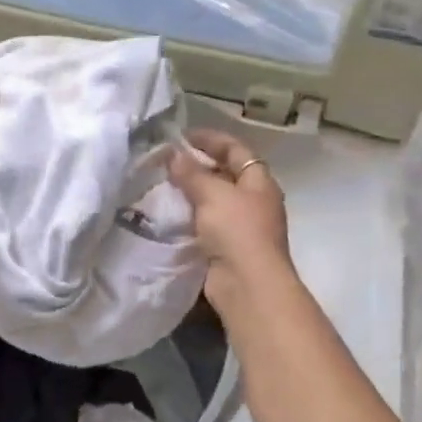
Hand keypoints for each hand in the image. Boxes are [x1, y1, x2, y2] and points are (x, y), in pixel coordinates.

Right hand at [168, 128, 292, 312]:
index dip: (211, 139)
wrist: (247, 285)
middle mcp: (254, 201)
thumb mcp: (212, 194)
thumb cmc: (237, 231)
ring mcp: (242, 226)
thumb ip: (191, 172)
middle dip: (197, 166)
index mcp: (259, 182)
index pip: (236, 150)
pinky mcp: (227, 248)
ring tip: (162, 185)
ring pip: (213, 200)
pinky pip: (205, 223)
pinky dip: (188, 216)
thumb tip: (172, 153)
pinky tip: (167, 213)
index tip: (182, 136)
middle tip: (167, 161)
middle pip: (225, 174)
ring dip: (190, 192)